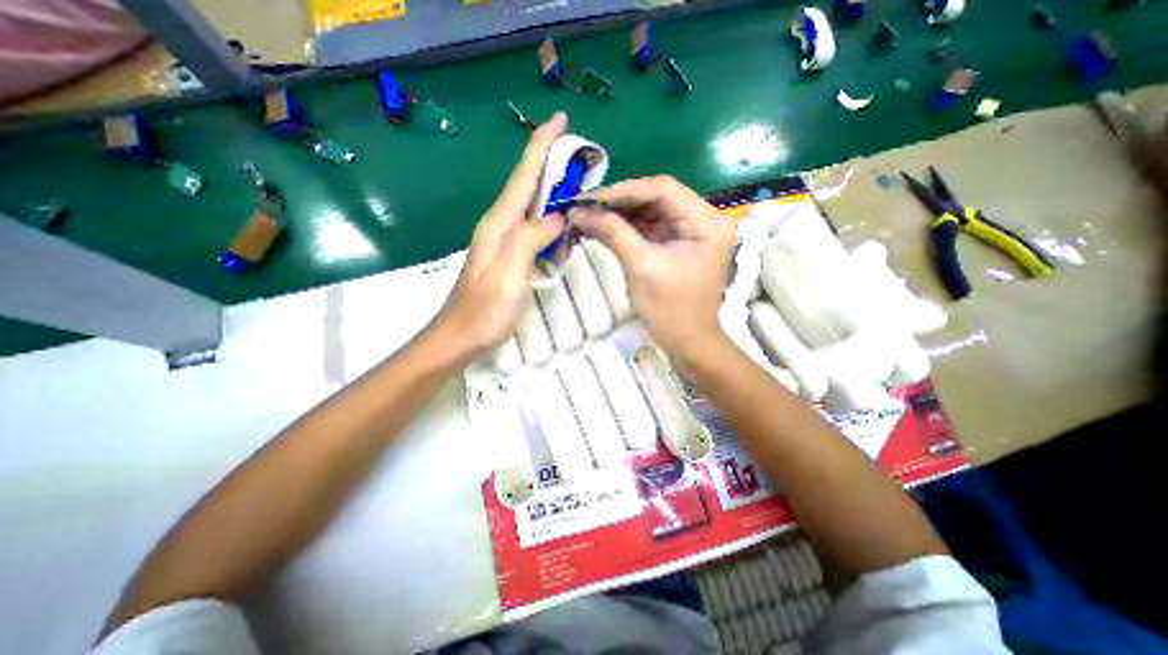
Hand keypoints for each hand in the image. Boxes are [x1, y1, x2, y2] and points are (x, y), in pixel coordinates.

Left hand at [433, 110, 570, 360]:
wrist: (459, 338)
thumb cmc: (483, 311)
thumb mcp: (508, 273)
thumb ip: (529, 238)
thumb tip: (557, 216)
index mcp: (499, 224)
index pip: (523, 176)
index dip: (541, 145)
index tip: (560, 119)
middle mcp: (499, 226)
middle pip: (527, 185)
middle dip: (550, 162)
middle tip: (579, 153)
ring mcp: (502, 243)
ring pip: (530, 206)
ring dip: (551, 189)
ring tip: (577, 181)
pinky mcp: (508, 258)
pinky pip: (533, 228)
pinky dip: (549, 218)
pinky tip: (562, 223)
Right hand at [572, 177, 731, 363]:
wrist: (688, 341)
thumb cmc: (670, 309)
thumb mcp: (641, 267)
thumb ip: (613, 233)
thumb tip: (579, 211)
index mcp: (706, 222)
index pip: (662, 190)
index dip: (624, 191)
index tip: (590, 198)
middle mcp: (704, 219)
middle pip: (657, 197)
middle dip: (619, 202)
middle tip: (585, 207)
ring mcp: (692, 232)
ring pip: (652, 211)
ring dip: (621, 214)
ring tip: (589, 217)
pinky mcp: (680, 244)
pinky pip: (652, 228)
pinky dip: (628, 228)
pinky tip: (604, 228)